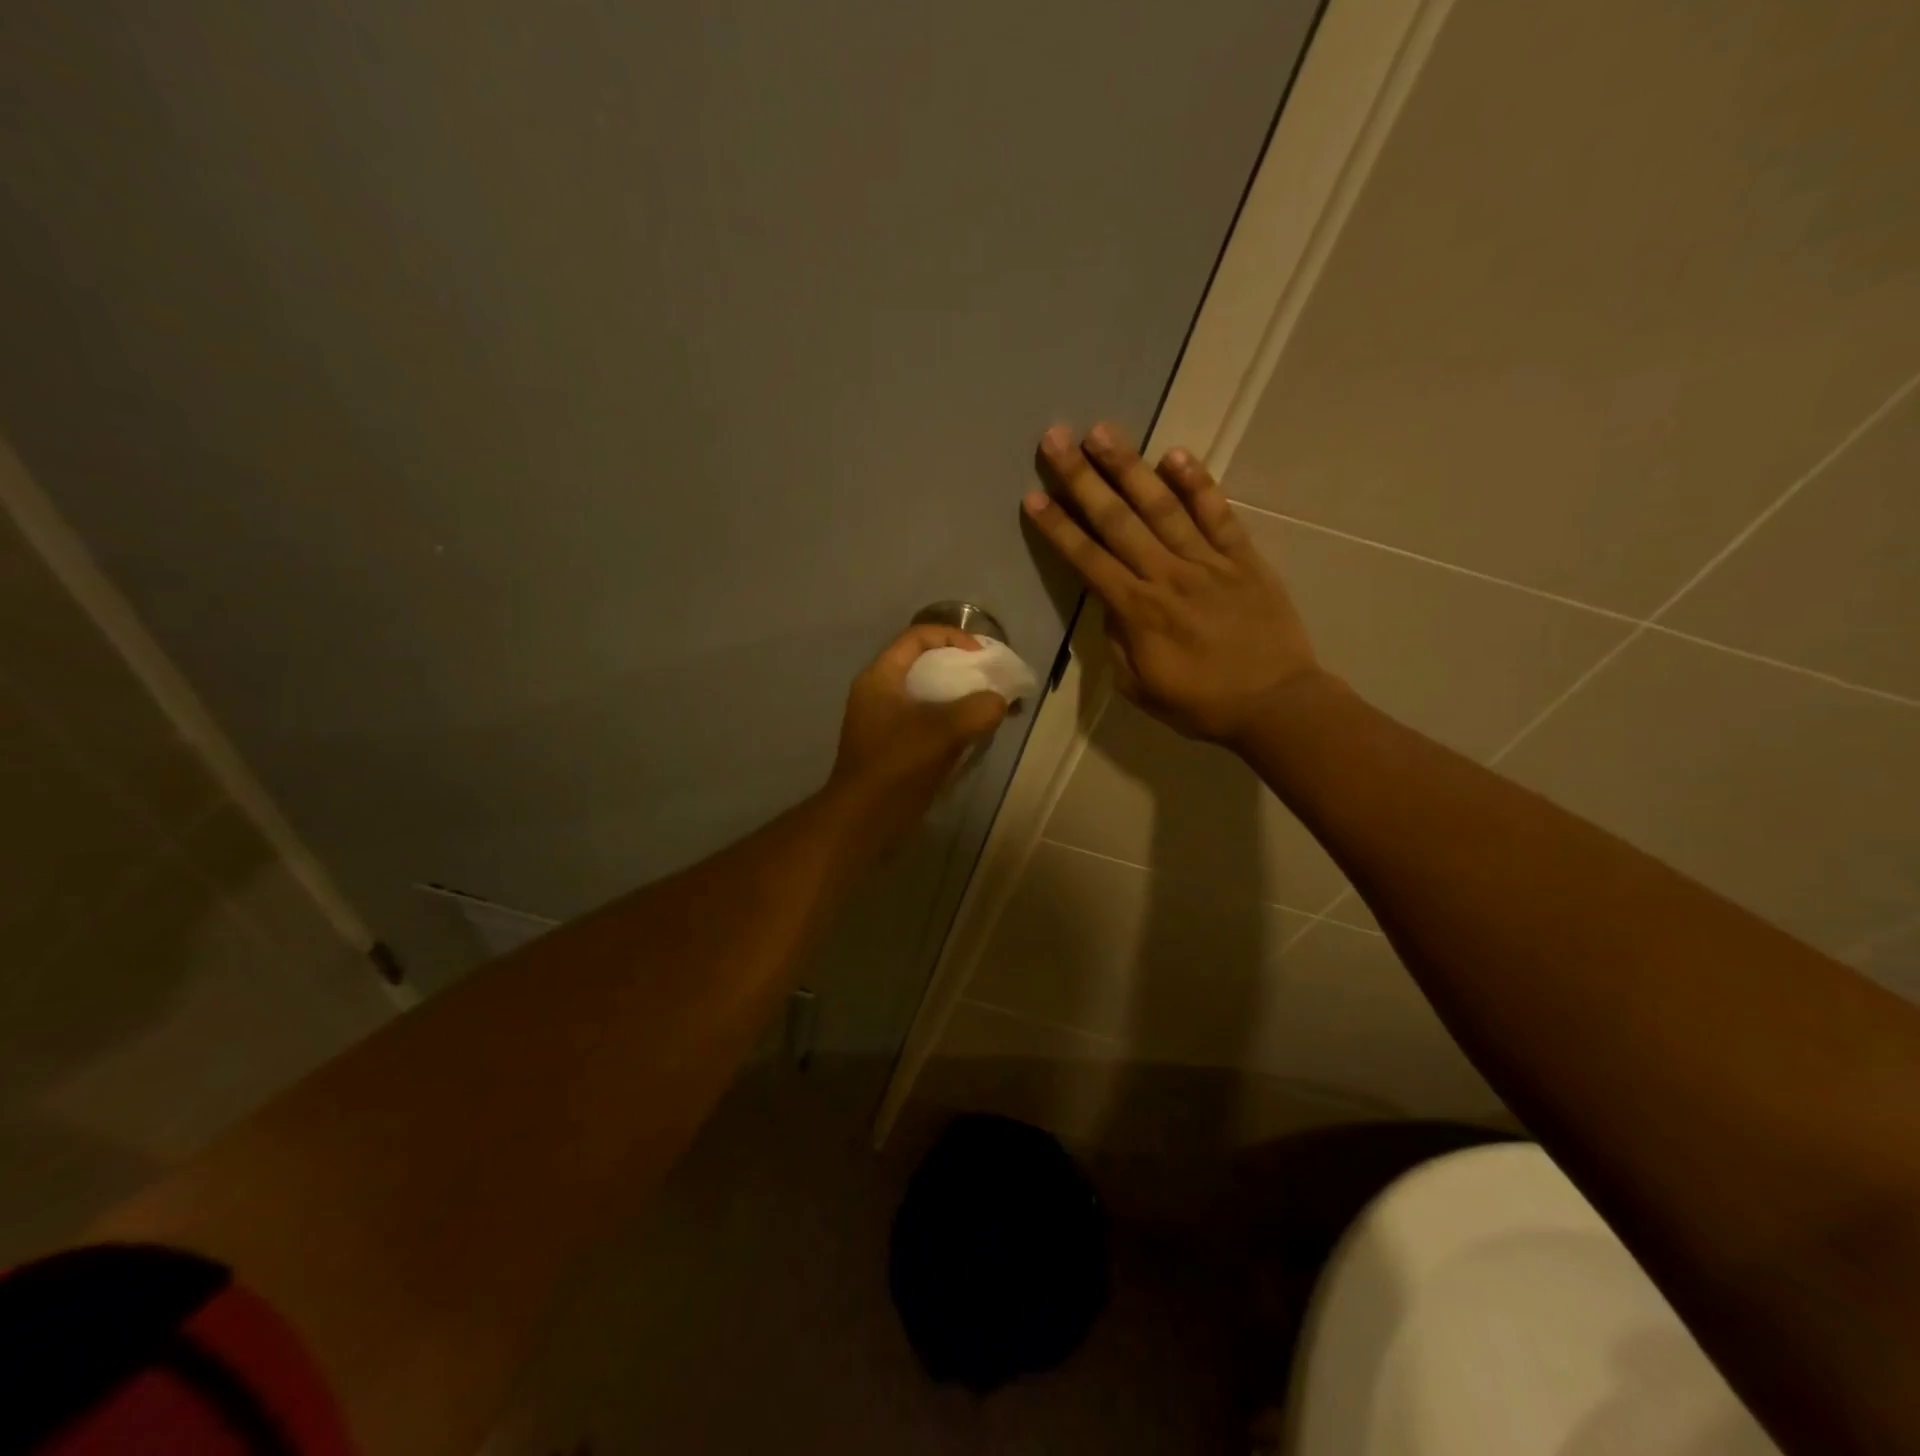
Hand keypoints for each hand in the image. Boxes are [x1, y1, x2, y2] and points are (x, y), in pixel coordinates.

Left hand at [828, 626, 1009, 839]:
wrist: (864, 821)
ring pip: (927, 696)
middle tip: (990, 681)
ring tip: (988, 709)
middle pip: (924, 664)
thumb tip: (999, 703)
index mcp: (881, 678)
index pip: (917, 637)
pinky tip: (973, 735)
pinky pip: (926, 722)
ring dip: (958, 698)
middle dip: (961, 668)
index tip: (981, 656)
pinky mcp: (893, 747)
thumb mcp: (943, 732)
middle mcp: (879, 693)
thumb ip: (978, 710)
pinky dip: (950, 722)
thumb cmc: (897, 767)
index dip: (953, 637)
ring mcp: (884, 722)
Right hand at [1022, 421, 1321, 745]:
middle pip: (1117, 520)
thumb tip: (1110, 605)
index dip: (1058, 527)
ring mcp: (1208, 562)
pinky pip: (1218, 514)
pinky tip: (1175, 455)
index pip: (1088, 560)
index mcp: (1138, 611)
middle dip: (1082, 478)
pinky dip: (1198, 484)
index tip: (1033, 496)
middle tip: (1055, 438)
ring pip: (1162, 506)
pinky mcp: (1244, 558)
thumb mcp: (1140, 688)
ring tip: (1102, 431)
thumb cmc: (1201, 704)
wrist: (1275, 704)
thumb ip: (1117, 643)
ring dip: (1129, 467)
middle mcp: (1167, 576)